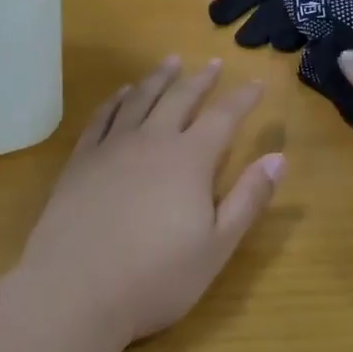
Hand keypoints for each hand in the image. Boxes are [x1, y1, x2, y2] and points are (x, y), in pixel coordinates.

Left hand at [18, 58, 282, 344]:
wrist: (74, 290)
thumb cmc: (155, 278)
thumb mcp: (216, 247)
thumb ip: (248, 199)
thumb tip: (278, 157)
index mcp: (190, 160)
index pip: (224, 117)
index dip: (243, 98)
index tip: (257, 83)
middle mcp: (152, 141)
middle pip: (180, 98)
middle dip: (201, 79)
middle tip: (214, 63)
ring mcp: (112, 147)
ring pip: (140, 99)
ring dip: (159, 77)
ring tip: (171, 61)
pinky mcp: (81, 159)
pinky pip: (103, 117)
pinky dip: (116, 100)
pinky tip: (122, 93)